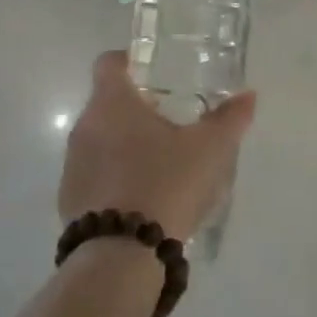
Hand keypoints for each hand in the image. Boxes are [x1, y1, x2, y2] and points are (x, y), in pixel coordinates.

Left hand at [59, 52, 257, 241]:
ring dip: (122, 143)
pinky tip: (141, 197)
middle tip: (170, 121)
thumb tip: (248, 96)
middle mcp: (84, 126)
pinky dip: (112, 176)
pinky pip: (92, 174)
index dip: (130, 61)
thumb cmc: (166, 184)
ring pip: (98, 139)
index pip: (109, 63)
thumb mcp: (211, 149)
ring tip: (158, 163)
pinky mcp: (68, 199)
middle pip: (106, 102)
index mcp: (112, 103)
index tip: (153, 73)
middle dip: (135, 108)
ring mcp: (72, 164)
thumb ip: (230, 118)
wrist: (122, 255)